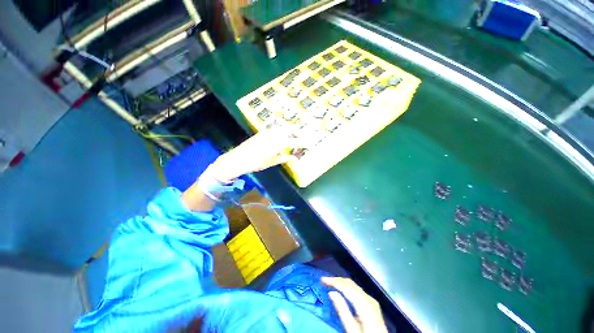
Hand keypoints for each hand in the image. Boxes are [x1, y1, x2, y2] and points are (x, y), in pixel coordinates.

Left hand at [210, 128, 304, 181]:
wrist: (237, 159)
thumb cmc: (255, 163)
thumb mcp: (271, 162)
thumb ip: (285, 158)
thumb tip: (296, 158)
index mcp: (277, 143)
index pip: (295, 141)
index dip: (303, 143)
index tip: (310, 144)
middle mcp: (274, 134)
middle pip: (290, 131)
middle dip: (297, 135)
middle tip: (301, 142)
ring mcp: (267, 132)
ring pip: (283, 129)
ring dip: (289, 133)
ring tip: (292, 141)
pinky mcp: (262, 132)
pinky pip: (275, 130)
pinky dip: (281, 133)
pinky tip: (280, 140)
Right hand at [322, 277, 387, 332]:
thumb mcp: (352, 330)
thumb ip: (342, 311)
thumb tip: (331, 292)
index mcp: (365, 305)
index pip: (347, 287)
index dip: (334, 281)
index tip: (323, 279)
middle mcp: (369, 299)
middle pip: (351, 284)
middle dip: (337, 280)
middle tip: (324, 281)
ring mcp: (371, 301)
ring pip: (354, 286)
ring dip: (341, 283)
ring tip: (330, 283)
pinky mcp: (371, 304)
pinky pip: (357, 291)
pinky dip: (347, 288)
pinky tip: (341, 290)